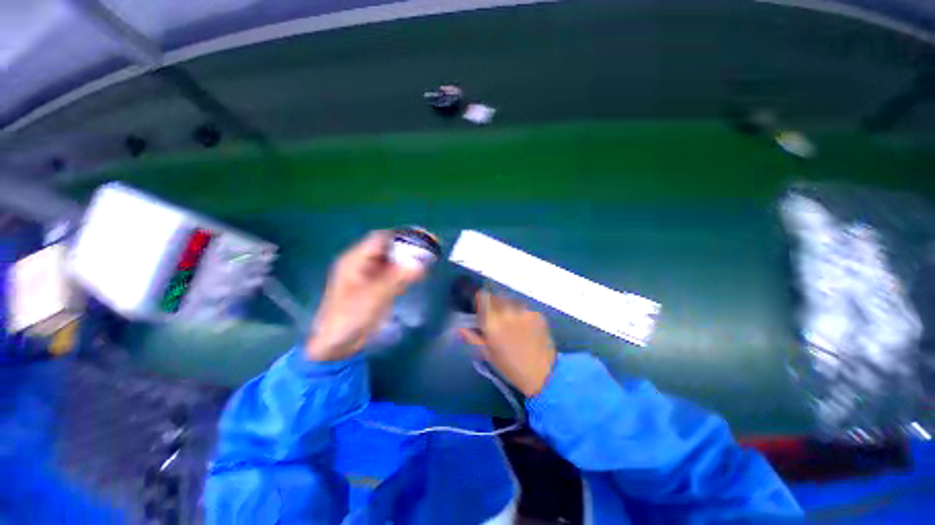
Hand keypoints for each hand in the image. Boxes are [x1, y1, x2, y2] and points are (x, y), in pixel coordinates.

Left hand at [306, 231, 424, 360]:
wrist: (338, 344)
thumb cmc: (349, 318)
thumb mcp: (373, 297)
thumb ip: (396, 279)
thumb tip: (420, 265)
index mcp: (355, 260)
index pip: (380, 238)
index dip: (401, 236)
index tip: (423, 237)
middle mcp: (362, 264)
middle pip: (388, 248)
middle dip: (408, 246)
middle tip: (430, 248)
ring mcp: (369, 275)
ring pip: (392, 260)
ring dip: (409, 258)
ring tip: (429, 258)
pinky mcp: (376, 286)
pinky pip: (393, 273)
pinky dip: (405, 271)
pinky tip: (418, 273)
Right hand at [460, 291, 556, 396]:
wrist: (543, 374)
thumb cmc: (510, 367)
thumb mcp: (487, 354)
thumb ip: (472, 337)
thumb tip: (459, 327)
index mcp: (492, 322)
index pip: (481, 296)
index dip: (479, 300)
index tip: (479, 307)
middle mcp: (507, 311)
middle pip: (495, 296)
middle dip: (493, 304)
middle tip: (496, 318)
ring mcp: (524, 311)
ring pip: (510, 301)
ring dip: (507, 307)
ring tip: (511, 323)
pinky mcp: (536, 313)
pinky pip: (523, 308)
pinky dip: (520, 313)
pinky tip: (524, 327)